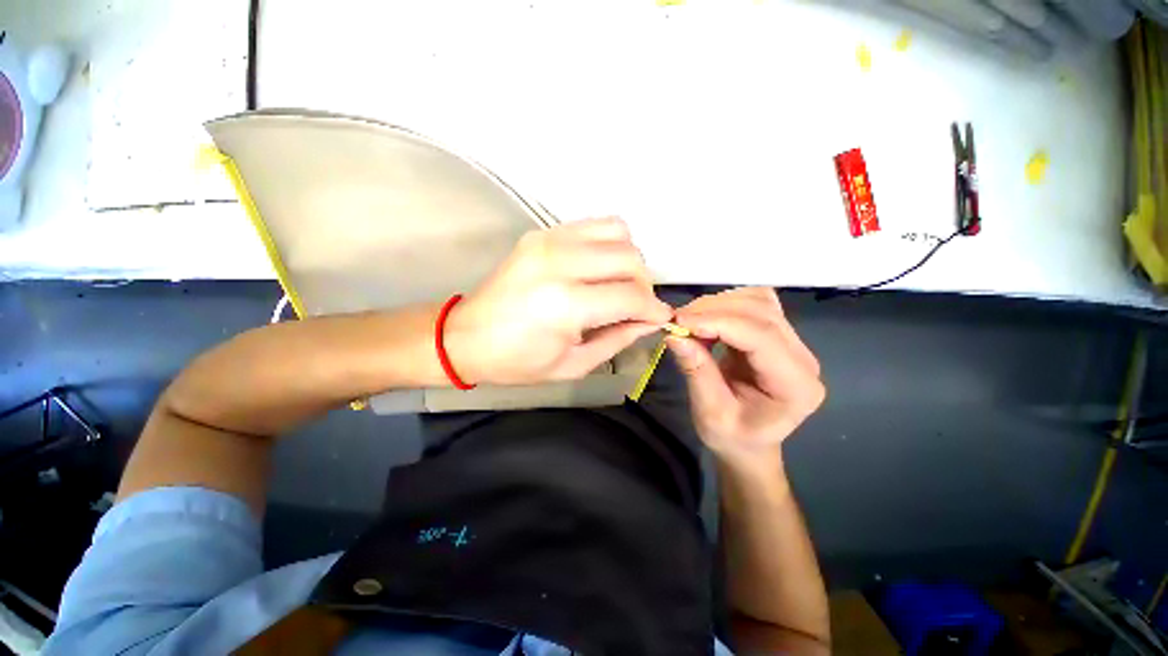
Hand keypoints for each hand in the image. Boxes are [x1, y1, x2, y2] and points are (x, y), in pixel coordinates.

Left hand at [447, 218, 671, 384]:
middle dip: (644, 285)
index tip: (659, 319)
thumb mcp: (573, 365)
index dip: (653, 310)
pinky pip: (594, 225)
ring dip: (628, 260)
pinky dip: (608, 244)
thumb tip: (650, 321)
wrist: (466, 336)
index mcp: (566, 305)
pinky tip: (598, 268)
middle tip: (635, 306)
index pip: (632, 297)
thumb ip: (618, 339)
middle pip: (630, 258)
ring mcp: (549, 240)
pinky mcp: (542, 233)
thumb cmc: (517, 361)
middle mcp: (560, 263)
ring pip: (618, 232)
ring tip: (617, 284)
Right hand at [668, 288, 824, 464]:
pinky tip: (705, 321)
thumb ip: (696, 372)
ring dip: (718, 304)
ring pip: (759, 300)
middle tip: (679, 321)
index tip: (680, 322)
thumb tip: (674, 335)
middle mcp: (803, 358)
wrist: (749, 442)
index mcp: (796, 387)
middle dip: (715, 310)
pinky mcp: (777, 334)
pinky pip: (753, 304)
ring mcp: (793, 342)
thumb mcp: (710, 413)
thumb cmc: (733, 437)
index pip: (762, 336)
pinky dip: (724, 305)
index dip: (719, 322)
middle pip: (762, 312)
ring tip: (689, 322)